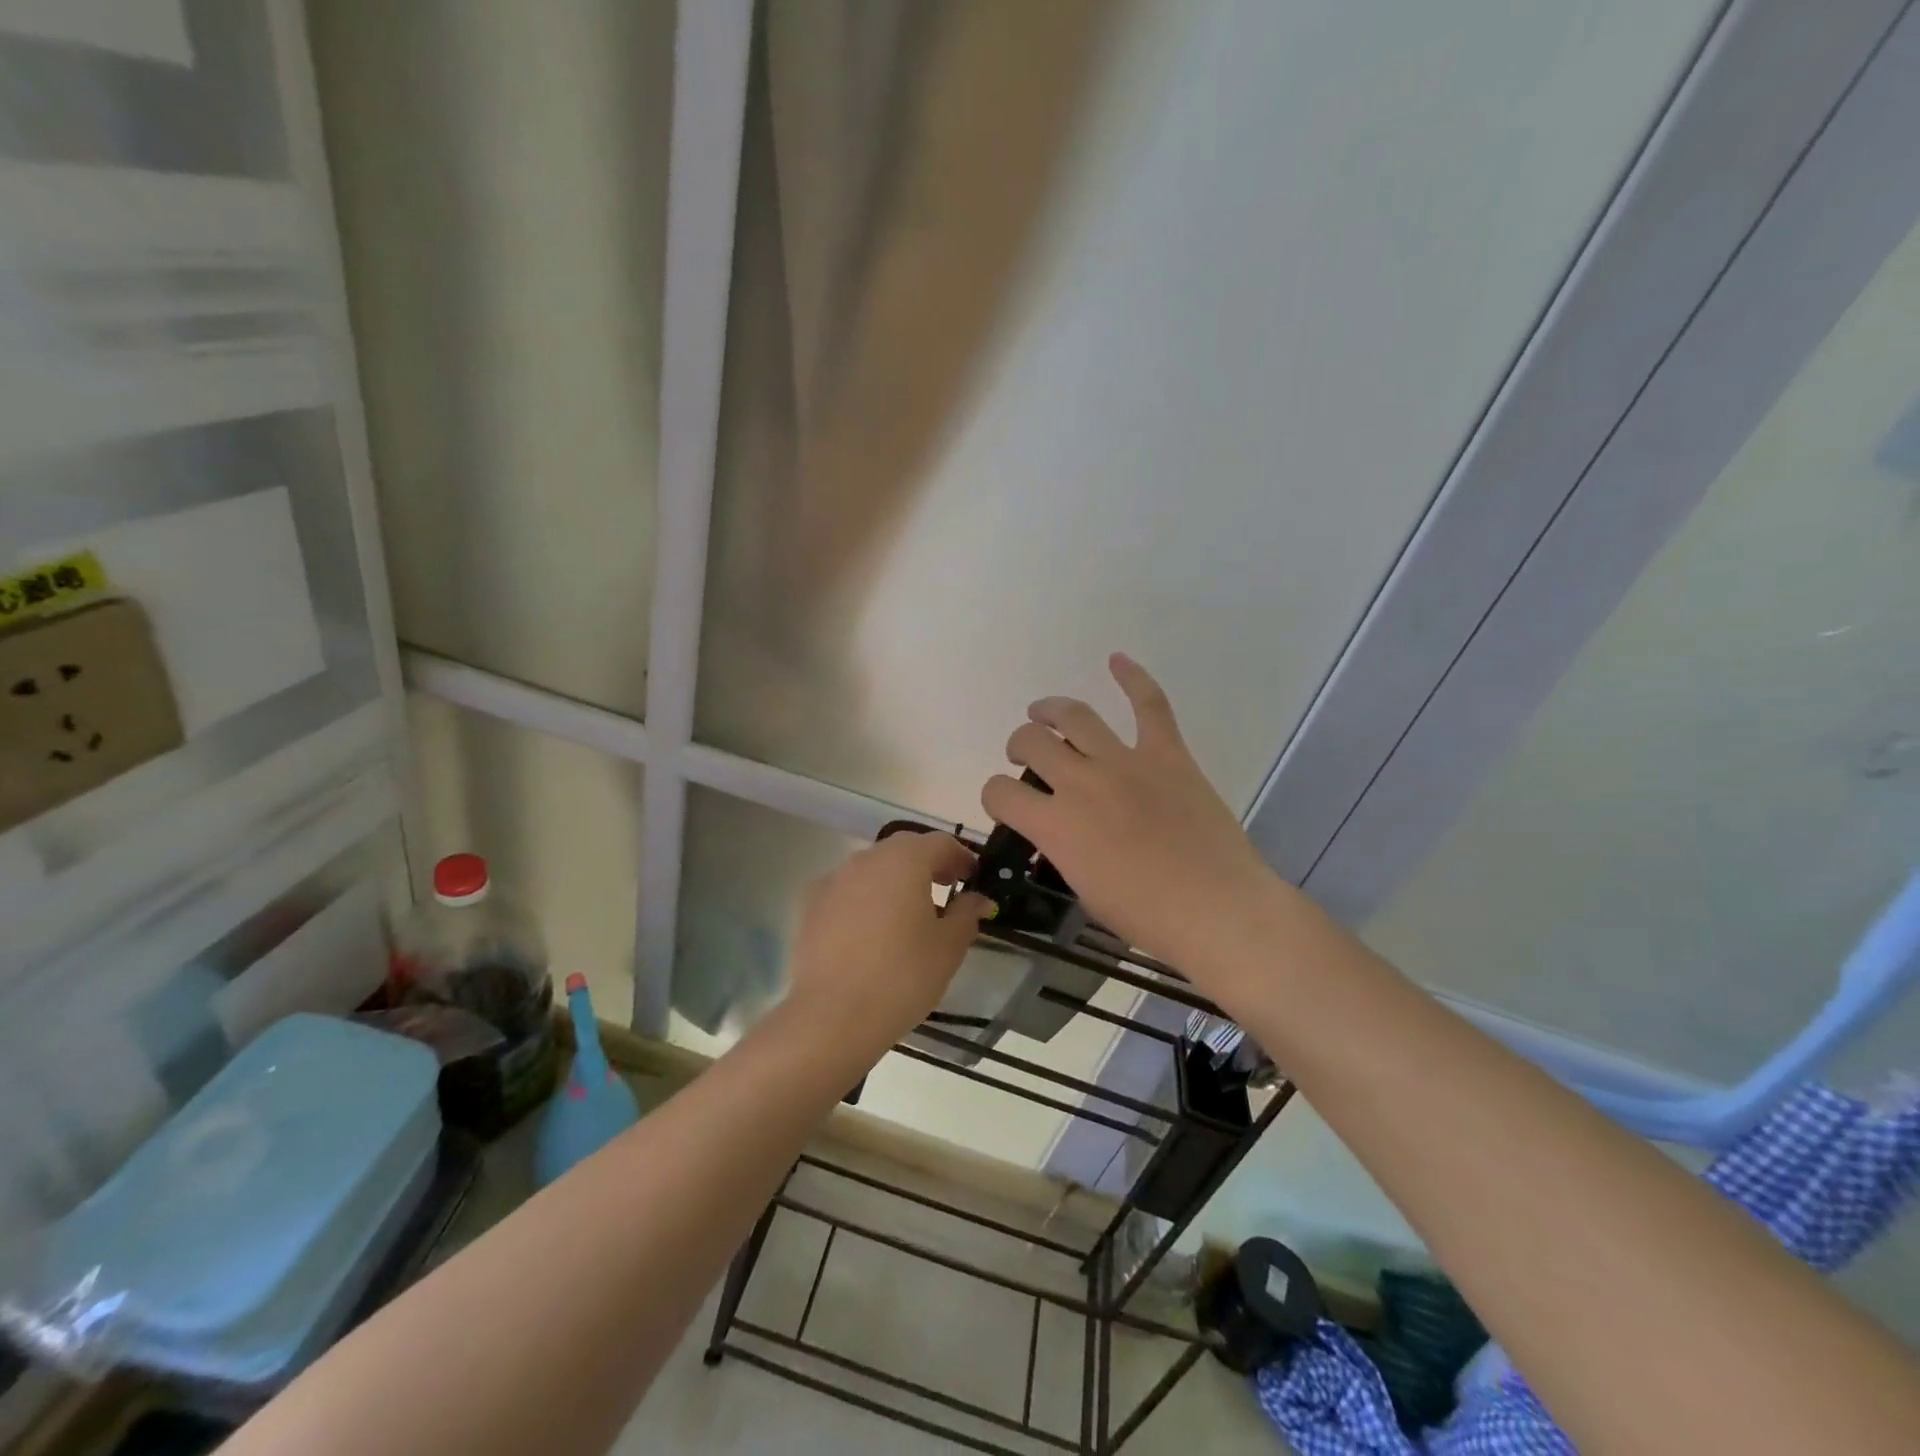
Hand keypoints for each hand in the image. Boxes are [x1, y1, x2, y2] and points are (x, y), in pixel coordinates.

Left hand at [784, 831, 989, 1051]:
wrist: (832, 1016)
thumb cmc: (902, 977)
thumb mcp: (949, 947)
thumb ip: (967, 914)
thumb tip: (978, 898)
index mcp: (904, 860)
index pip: (940, 842)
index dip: (961, 857)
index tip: (973, 878)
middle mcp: (866, 859)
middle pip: (904, 849)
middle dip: (928, 864)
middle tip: (946, 889)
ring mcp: (834, 879)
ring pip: (873, 868)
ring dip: (895, 880)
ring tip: (909, 913)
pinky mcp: (811, 904)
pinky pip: (848, 889)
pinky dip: (866, 898)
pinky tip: (872, 929)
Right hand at [982, 653, 1283, 973]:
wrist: (1217, 909)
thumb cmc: (1146, 915)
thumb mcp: (1083, 889)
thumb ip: (1061, 848)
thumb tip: (1058, 830)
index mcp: (1055, 825)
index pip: (1000, 792)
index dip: (996, 796)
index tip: (1007, 804)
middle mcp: (1080, 782)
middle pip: (1031, 742)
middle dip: (1019, 746)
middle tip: (1026, 756)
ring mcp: (1125, 762)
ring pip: (1074, 716)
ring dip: (1050, 710)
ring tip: (1043, 712)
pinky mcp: (1167, 754)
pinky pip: (1149, 705)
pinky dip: (1133, 678)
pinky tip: (1116, 659)